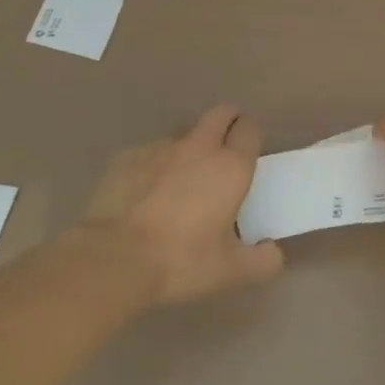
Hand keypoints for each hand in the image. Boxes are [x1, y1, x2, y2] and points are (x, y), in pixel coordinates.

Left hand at [77, 105, 284, 304]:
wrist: (113, 259)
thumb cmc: (181, 261)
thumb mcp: (232, 271)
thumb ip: (263, 261)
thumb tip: (272, 251)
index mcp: (231, 166)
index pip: (250, 128)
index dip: (251, 136)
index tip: (249, 155)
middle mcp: (198, 147)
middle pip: (220, 114)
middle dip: (227, 123)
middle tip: (224, 151)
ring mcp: (159, 149)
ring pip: (183, 134)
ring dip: (190, 148)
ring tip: (181, 180)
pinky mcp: (126, 158)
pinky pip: (150, 153)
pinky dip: (155, 166)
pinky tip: (146, 194)